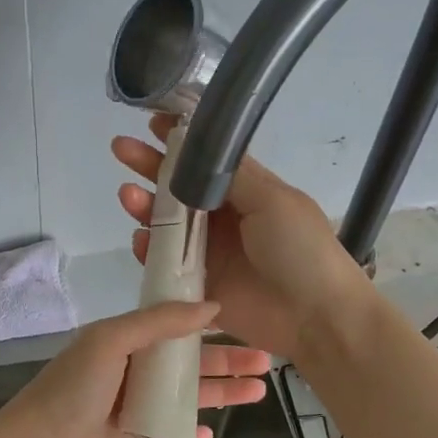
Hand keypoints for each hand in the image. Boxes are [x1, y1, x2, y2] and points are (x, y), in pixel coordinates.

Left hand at [0, 300, 271, 437]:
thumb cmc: (76, 387)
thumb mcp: (112, 339)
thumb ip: (160, 321)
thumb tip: (212, 306)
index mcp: (125, 341)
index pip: (174, 327)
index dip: (208, 325)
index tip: (244, 321)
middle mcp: (133, 370)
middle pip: (189, 363)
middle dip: (227, 361)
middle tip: (267, 362)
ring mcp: (136, 407)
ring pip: (187, 397)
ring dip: (222, 393)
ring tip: (259, 392)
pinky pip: (172, 434)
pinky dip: (191, 432)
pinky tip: (213, 432)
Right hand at [113, 114, 369, 360]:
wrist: (315, 316)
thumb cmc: (301, 250)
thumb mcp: (274, 200)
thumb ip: (233, 177)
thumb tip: (199, 152)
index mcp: (247, 193)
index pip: (206, 161)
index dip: (181, 142)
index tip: (154, 121)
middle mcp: (225, 219)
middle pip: (179, 189)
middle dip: (150, 166)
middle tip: (122, 149)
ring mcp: (210, 253)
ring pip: (167, 225)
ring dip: (144, 206)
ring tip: (127, 195)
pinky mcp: (198, 286)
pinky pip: (165, 266)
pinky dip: (148, 252)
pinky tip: (139, 239)